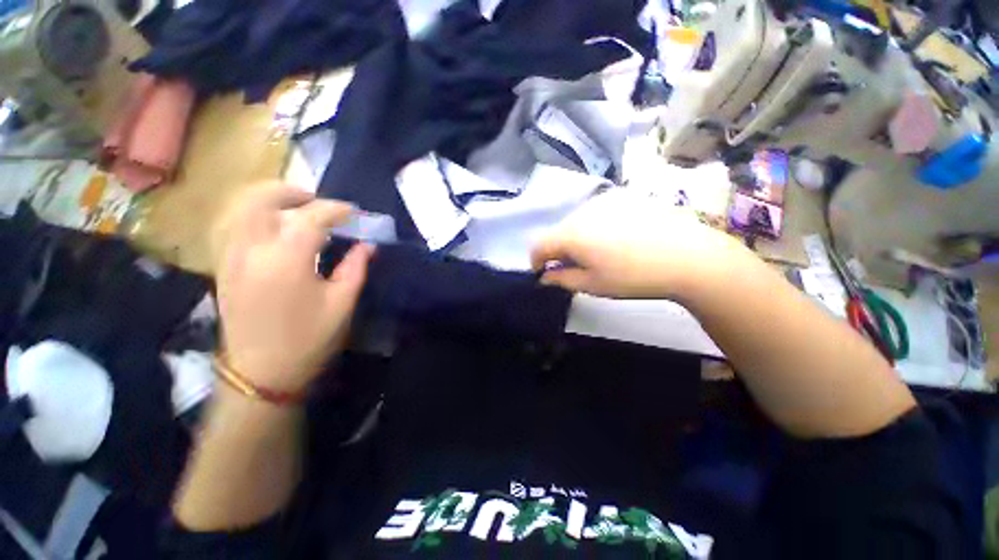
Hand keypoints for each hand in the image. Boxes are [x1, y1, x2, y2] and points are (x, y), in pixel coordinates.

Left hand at [214, 182, 373, 393]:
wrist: (260, 373)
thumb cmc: (308, 339)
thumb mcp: (342, 304)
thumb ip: (355, 268)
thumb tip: (367, 245)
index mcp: (287, 260)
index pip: (312, 218)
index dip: (336, 210)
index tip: (354, 212)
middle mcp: (252, 250)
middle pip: (262, 199)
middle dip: (293, 192)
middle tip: (318, 201)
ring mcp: (231, 256)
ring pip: (241, 208)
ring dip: (270, 199)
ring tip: (296, 208)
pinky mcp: (224, 266)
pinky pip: (234, 225)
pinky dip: (255, 215)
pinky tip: (274, 227)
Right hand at [531, 190, 752, 300]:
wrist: (690, 256)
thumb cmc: (633, 276)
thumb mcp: (592, 284)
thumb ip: (561, 279)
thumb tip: (545, 276)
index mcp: (571, 234)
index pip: (538, 245)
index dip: (536, 262)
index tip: (543, 274)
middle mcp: (582, 211)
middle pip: (558, 232)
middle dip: (558, 251)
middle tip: (573, 268)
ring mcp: (605, 201)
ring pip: (577, 222)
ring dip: (577, 239)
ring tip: (597, 254)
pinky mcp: (625, 197)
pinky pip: (598, 213)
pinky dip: (596, 228)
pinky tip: (617, 240)